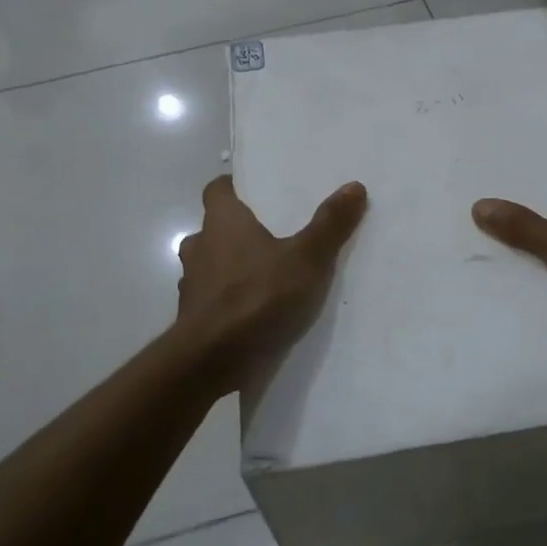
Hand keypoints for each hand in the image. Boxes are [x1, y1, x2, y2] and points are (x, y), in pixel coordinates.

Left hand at [176, 175, 367, 391]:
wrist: (212, 360)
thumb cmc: (258, 296)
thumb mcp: (306, 259)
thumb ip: (330, 224)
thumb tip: (354, 185)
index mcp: (222, 222)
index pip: (217, 190)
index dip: (234, 188)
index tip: (257, 193)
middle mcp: (200, 247)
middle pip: (215, 228)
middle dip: (239, 231)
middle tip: (274, 236)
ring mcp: (191, 284)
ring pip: (211, 265)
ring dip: (232, 267)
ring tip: (268, 276)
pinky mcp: (193, 318)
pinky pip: (213, 299)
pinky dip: (229, 300)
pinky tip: (255, 312)